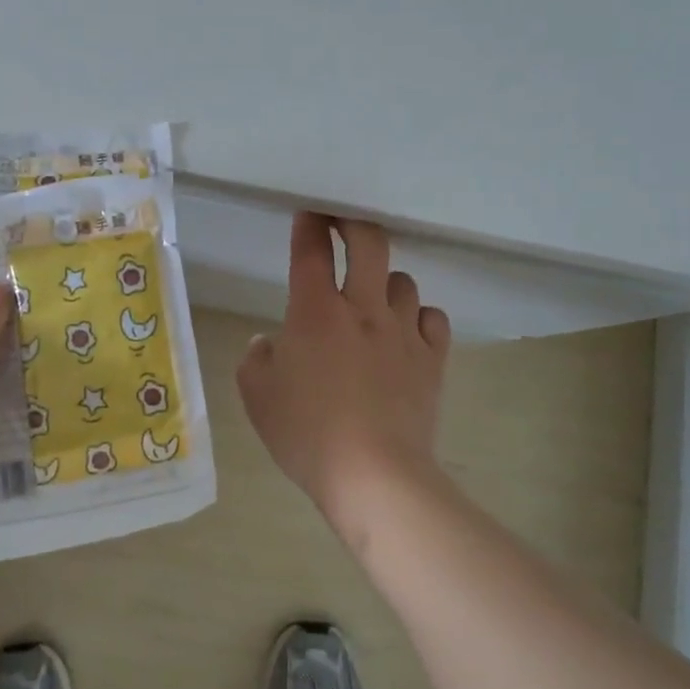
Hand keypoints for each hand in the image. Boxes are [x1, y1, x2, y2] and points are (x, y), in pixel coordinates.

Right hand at [237, 213, 451, 529]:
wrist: (374, 475)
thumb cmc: (307, 434)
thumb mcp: (258, 397)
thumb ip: (257, 359)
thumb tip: (270, 342)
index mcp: (315, 312)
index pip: (311, 250)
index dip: (309, 224)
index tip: (309, 213)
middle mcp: (362, 309)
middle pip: (369, 243)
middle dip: (355, 223)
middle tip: (344, 223)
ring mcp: (403, 331)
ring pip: (403, 281)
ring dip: (385, 282)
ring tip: (374, 300)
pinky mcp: (432, 359)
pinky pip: (432, 318)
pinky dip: (419, 318)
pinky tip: (407, 333)